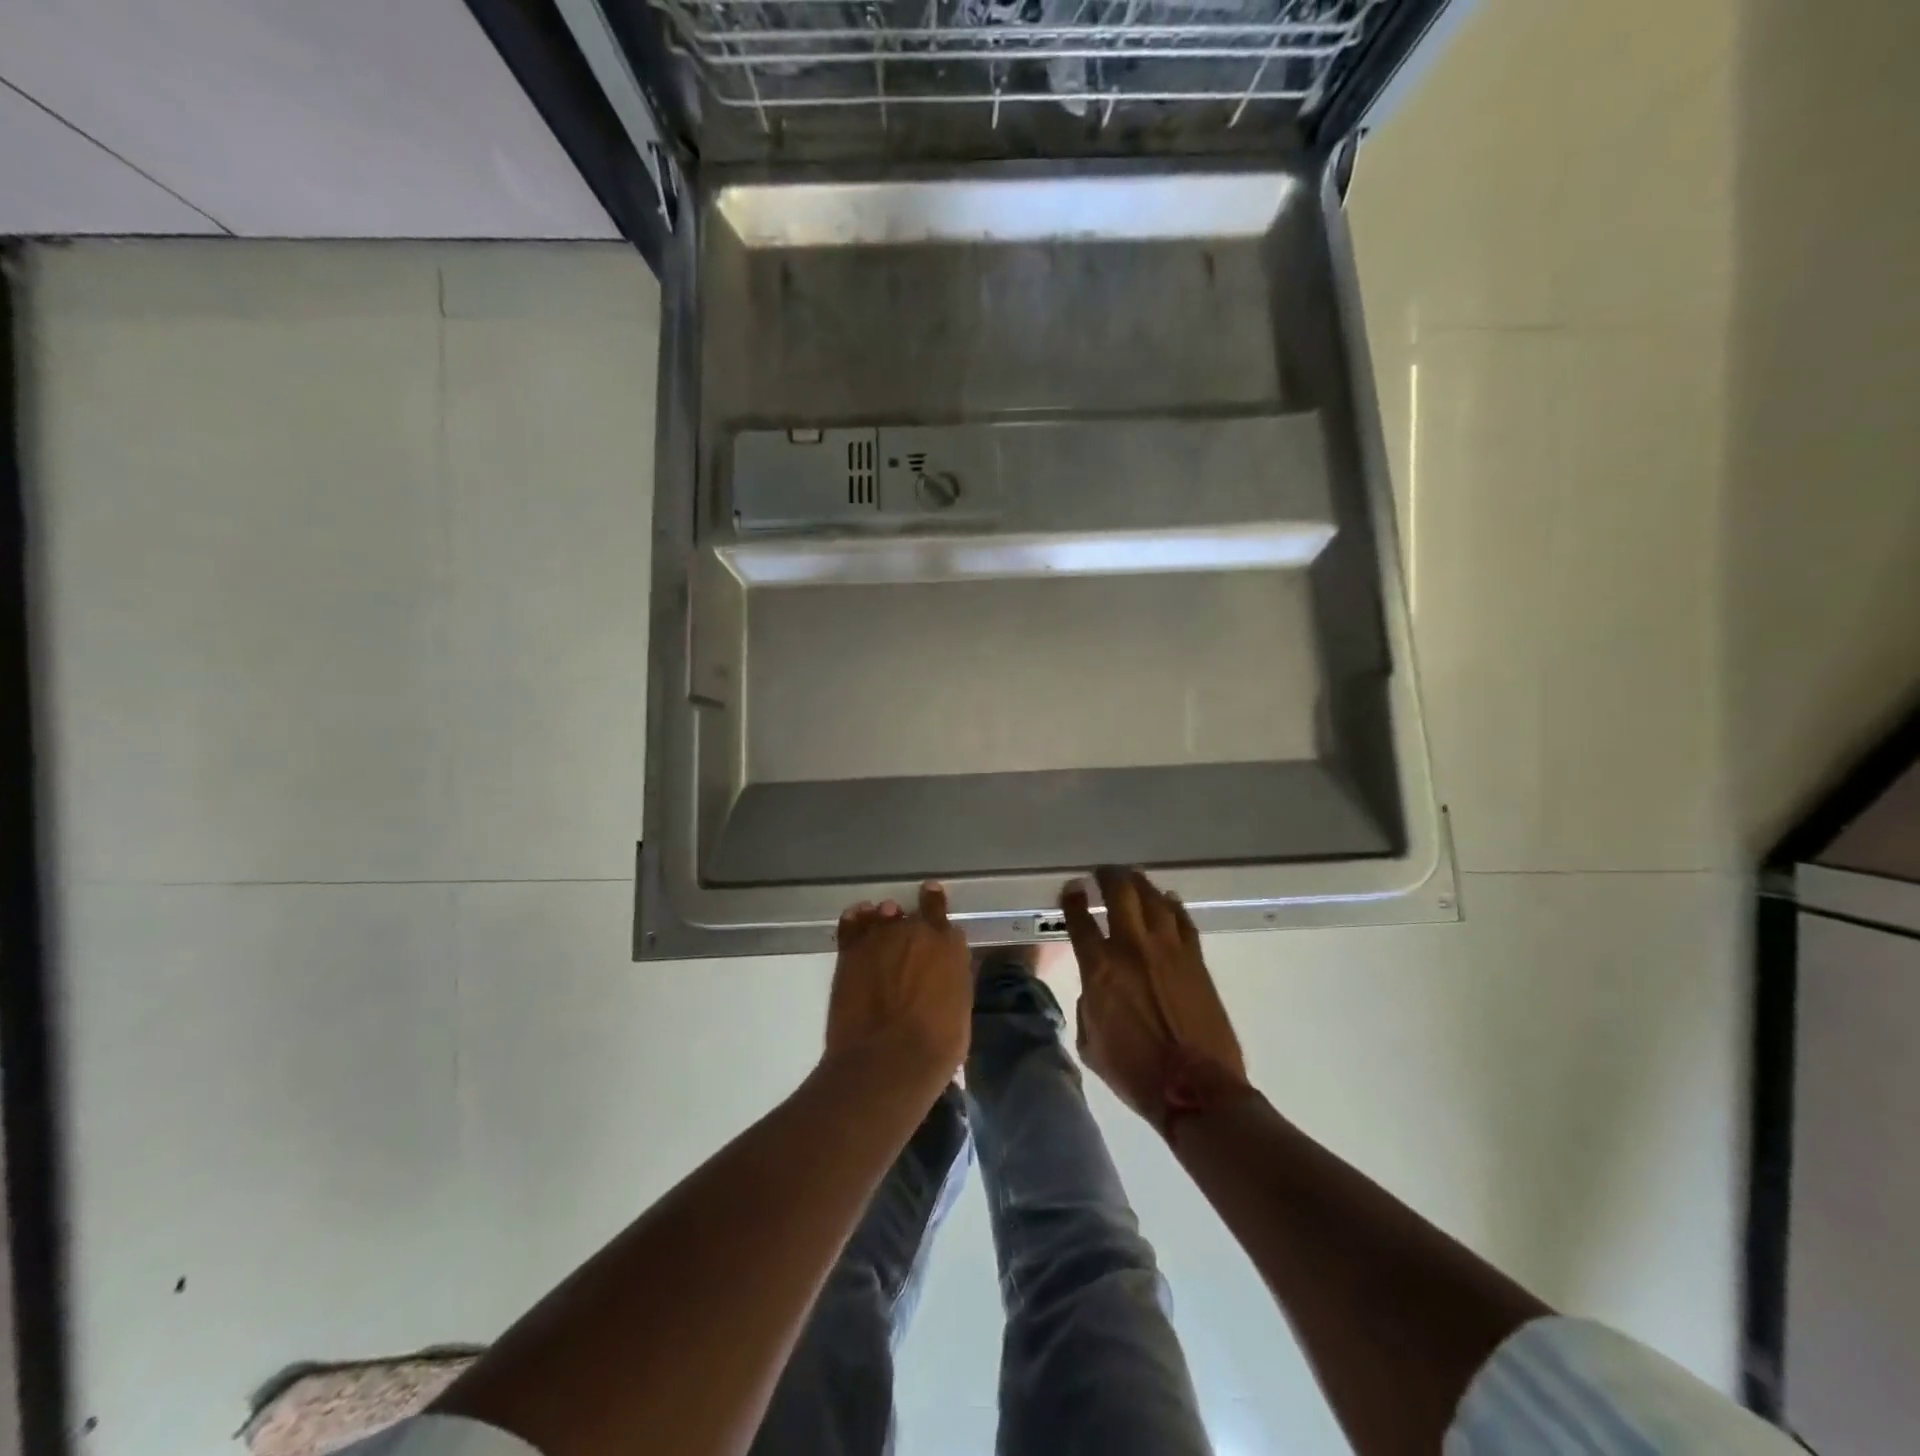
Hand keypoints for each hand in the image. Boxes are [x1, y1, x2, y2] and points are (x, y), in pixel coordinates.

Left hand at [826, 881, 971, 1088]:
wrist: (887, 1060)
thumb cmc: (936, 1046)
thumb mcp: (960, 1010)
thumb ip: (952, 979)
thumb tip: (945, 972)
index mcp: (948, 945)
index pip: (941, 912)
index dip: (936, 904)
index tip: (932, 896)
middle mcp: (915, 931)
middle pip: (913, 914)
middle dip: (911, 922)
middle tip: (909, 933)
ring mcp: (880, 937)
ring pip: (883, 914)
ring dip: (885, 918)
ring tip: (883, 922)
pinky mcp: (850, 951)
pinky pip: (852, 923)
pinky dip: (856, 919)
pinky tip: (858, 917)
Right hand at [1062, 866, 1250, 1136]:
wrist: (1196, 1089)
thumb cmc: (1135, 1072)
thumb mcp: (1090, 1043)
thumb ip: (1088, 1005)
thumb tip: (1097, 989)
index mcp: (1099, 968)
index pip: (1080, 919)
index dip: (1073, 898)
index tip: (1073, 888)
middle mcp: (1132, 947)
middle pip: (1120, 892)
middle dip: (1108, 876)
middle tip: (1103, 873)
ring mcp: (1168, 949)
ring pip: (1153, 898)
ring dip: (1139, 884)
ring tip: (1132, 879)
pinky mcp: (1196, 959)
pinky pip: (1182, 920)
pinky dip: (1172, 906)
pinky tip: (1167, 901)